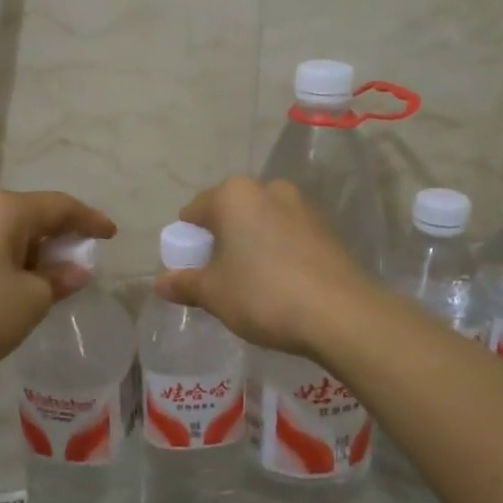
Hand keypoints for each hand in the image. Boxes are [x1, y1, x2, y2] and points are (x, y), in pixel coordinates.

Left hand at [0, 189, 115, 385]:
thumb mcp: (32, 300)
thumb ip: (59, 279)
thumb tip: (74, 270)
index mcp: (5, 210)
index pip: (60, 206)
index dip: (90, 220)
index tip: (111, 234)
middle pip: (32, 213)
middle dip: (60, 235)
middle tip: (81, 258)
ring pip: (6, 229)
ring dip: (33, 248)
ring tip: (50, 275)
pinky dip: (8, 256)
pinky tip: (14, 280)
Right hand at [154, 176, 375, 358]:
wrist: (342, 314)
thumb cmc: (264, 295)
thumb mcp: (215, 294)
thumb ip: (185, 284)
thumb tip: (160, 283)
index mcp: (234, 195)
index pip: (194, 211)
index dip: (187, 242)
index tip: (191, 272)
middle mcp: (269, 188)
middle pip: (230, 213)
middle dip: (221, 241)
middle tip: (220, 279)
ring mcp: (302, 206)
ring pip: (261, 223)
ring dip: (251, 245)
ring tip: (253, 284)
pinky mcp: (327, 228)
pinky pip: (288, 235)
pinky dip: (278, 252)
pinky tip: (283, 284)